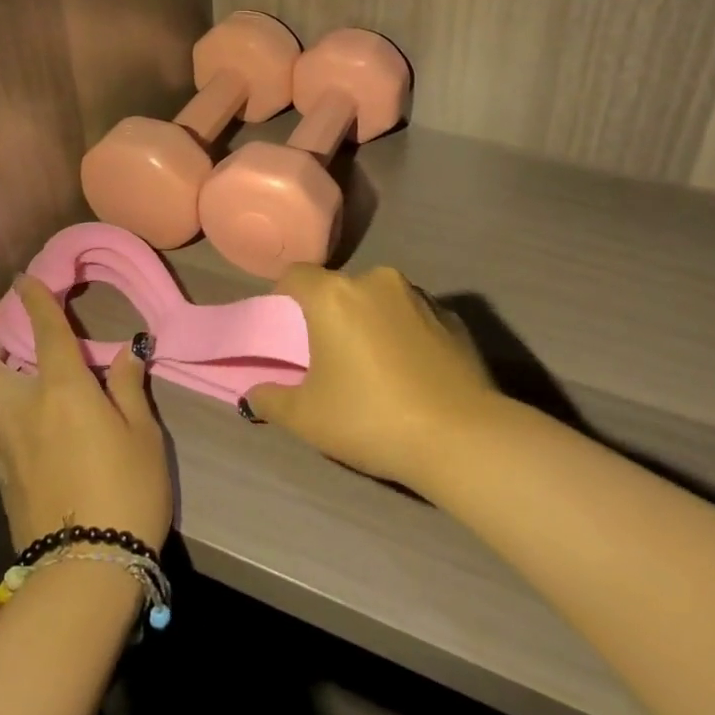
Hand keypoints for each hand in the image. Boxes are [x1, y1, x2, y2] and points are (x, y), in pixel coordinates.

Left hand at [0, 275, 173, 552]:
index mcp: (62, 392)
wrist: (86, 570)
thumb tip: (126, 352)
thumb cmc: (127, 492)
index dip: (34, 299)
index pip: (44, 331)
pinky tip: (4, 408)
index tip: (25, 278)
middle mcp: (22, 410)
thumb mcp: (143, 435)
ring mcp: (3, 446)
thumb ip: (128, 388)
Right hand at [242, 265, 500, 488]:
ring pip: (379, 300)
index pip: (295, 276)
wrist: (461, 438)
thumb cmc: (370, 418)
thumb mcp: (306, 418)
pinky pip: (414, 317)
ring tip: (374, 367)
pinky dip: (405, 334)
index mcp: (335, 295)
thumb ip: (270, 399)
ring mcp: (420, 296)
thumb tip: (253, 393)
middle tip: (329, 357)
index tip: (287, 331)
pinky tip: (411, 373)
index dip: (284, 298)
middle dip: (330, 314)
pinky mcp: (454, 317)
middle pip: (340, 288)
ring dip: (370, 322)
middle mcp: (377, 281)